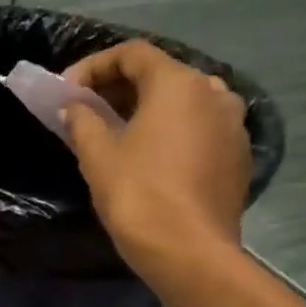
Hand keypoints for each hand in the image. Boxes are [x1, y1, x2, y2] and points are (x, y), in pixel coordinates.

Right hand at [62, 40, 250, 286]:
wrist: (190, 253)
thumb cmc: (138, 193)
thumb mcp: (96, 153)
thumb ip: (82, 119)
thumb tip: (74, 107)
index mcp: (179, 84)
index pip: (132, 54)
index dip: (93, 66)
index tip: (67, 91)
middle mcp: (214, 93)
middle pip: (160, 73)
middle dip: (118, 86)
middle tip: (85, 108)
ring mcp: (233, 125)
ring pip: (182, 101)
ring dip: (145, 107)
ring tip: (114, 129)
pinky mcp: (238, 155)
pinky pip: (198, 126)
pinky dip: (170, 129)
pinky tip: (146, 153)